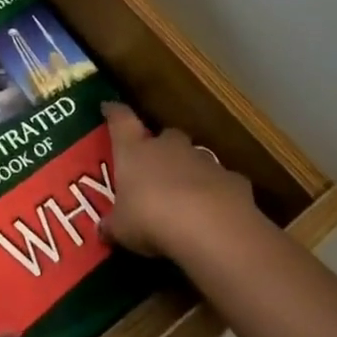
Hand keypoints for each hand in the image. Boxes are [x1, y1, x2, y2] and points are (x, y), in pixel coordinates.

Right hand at [100, 101, 259, 256]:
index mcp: (135, 150)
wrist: (211, 228)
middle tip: (155, 167)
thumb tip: (103, 229)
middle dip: (161, 147)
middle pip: (165, 136)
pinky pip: (221, 182)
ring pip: (194, 158)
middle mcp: (169, 147)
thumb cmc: (151, 219)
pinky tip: (214, 213)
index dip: (114, 113)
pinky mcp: (233, 179)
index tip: (109, 107)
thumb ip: (113, 225)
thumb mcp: (122, 229)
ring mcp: (204, 160)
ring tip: (186, 197)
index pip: (121, 120)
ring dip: (190, 171)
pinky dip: (217, 192)